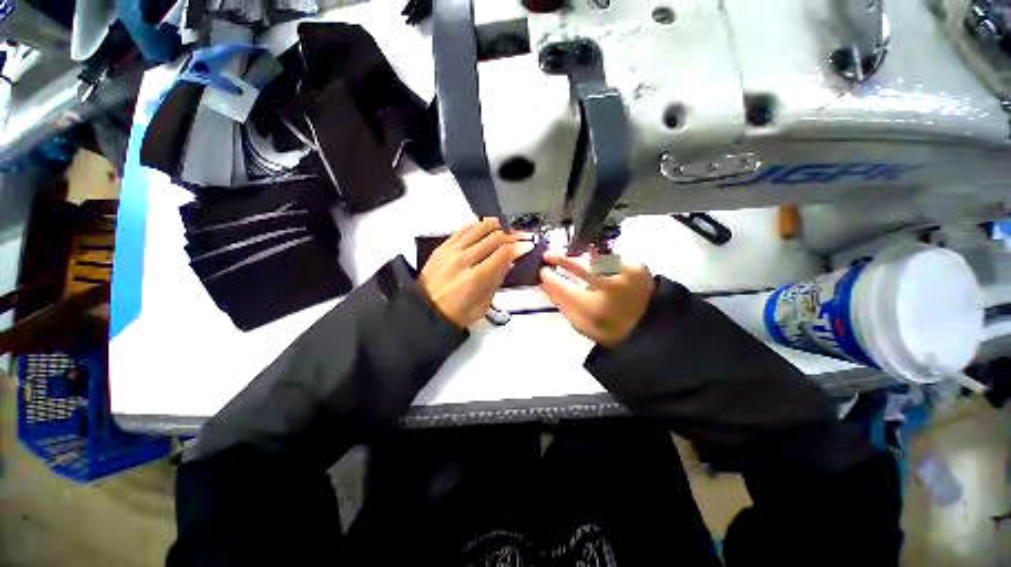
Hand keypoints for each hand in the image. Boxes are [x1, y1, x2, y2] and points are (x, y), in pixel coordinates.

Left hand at [419, 218, 530, 327]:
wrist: (423, 311)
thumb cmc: (455, 315)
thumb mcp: (482, 307)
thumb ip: (496, 283)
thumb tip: (508, 263)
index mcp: (475, 279)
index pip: (502, 254)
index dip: (518, 247)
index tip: (527, 245)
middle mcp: (463, 260)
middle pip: (493, 238)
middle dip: (511, 235)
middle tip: (520, 236)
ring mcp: (450, 251)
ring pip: (477, 228)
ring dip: (494, 225)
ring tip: (504, 226)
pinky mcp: (442, 247)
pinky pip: (461, 229)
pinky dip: (475, 225)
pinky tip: (483, 225)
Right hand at [540, 252, 654, 346]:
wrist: (648, 326)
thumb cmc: (608, 329)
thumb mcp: (580, 324)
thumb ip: (562, 302)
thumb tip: (547, 281)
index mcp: (593, 309)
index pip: (563, 287)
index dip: (549, 278)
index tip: (542, 271)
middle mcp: (610, 288)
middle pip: (578, 266)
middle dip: (560, 259)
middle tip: (548, 255)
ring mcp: (625, 273)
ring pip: (594, 257)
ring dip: (580, 256)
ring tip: (571, 256)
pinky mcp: (637, 266)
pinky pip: (610, 256)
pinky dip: (598, 258)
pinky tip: (593, 261)